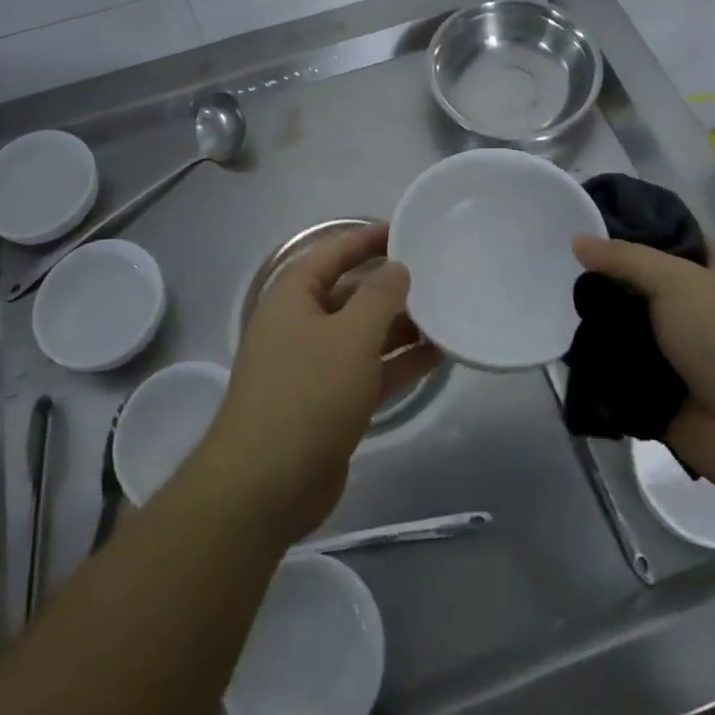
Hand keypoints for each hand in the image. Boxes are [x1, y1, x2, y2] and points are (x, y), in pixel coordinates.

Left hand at [201, 224, 440, 541]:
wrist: (266, 485)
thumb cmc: (307, 394)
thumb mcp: (350, 336)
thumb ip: (379, 296)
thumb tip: (397, 267)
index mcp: (294, 296)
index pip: (335, 253)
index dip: (370, 238)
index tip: (408, 229)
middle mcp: (302, 324)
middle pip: (352, 293)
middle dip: (392, 286)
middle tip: (439, 275)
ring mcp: (315, 365)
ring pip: (364, 334)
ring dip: (402, 327)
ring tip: (448, 315)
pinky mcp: (330, 402)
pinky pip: (369, 370)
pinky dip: (398, 363)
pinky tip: (437, 357)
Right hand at [572, 236, 714, 486]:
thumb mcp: (675, 280)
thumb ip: (624, 257)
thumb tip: (577, 241)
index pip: (670, 237)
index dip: (633, 229)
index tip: (587, 226)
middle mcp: (701, 305)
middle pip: (643, 282)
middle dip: (607, 280)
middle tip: (562, 269)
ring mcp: (682, 349)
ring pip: (629, 324)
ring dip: (599, 321)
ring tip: (556, 305)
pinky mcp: (663, 386)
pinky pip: (623, 365)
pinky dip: (600, 360)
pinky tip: (565, 345)